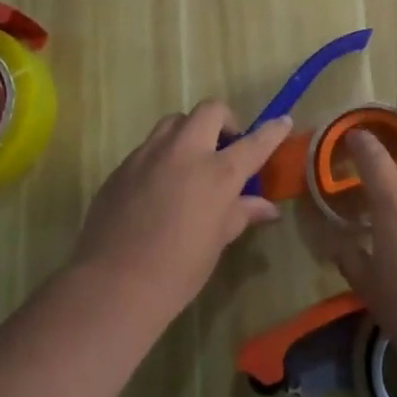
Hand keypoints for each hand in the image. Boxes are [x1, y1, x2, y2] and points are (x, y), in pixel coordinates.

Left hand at [71, 101, 290, 323]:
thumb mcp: (217, 241)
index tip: (283, 122)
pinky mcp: (122, 166)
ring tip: (191, 160)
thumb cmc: (178, 269)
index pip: (255, 142)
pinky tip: (160, 186)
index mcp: (218, 172)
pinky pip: (149, 147)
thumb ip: (241, 213)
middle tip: (226, 147)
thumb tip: (266, 208)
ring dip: (190, 131)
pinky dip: (163, 155)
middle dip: (225, 121)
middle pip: (210, 111)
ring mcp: (149, 155)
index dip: (272, 130)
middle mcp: (185, 152)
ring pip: (175, 121)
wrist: (113, 285)